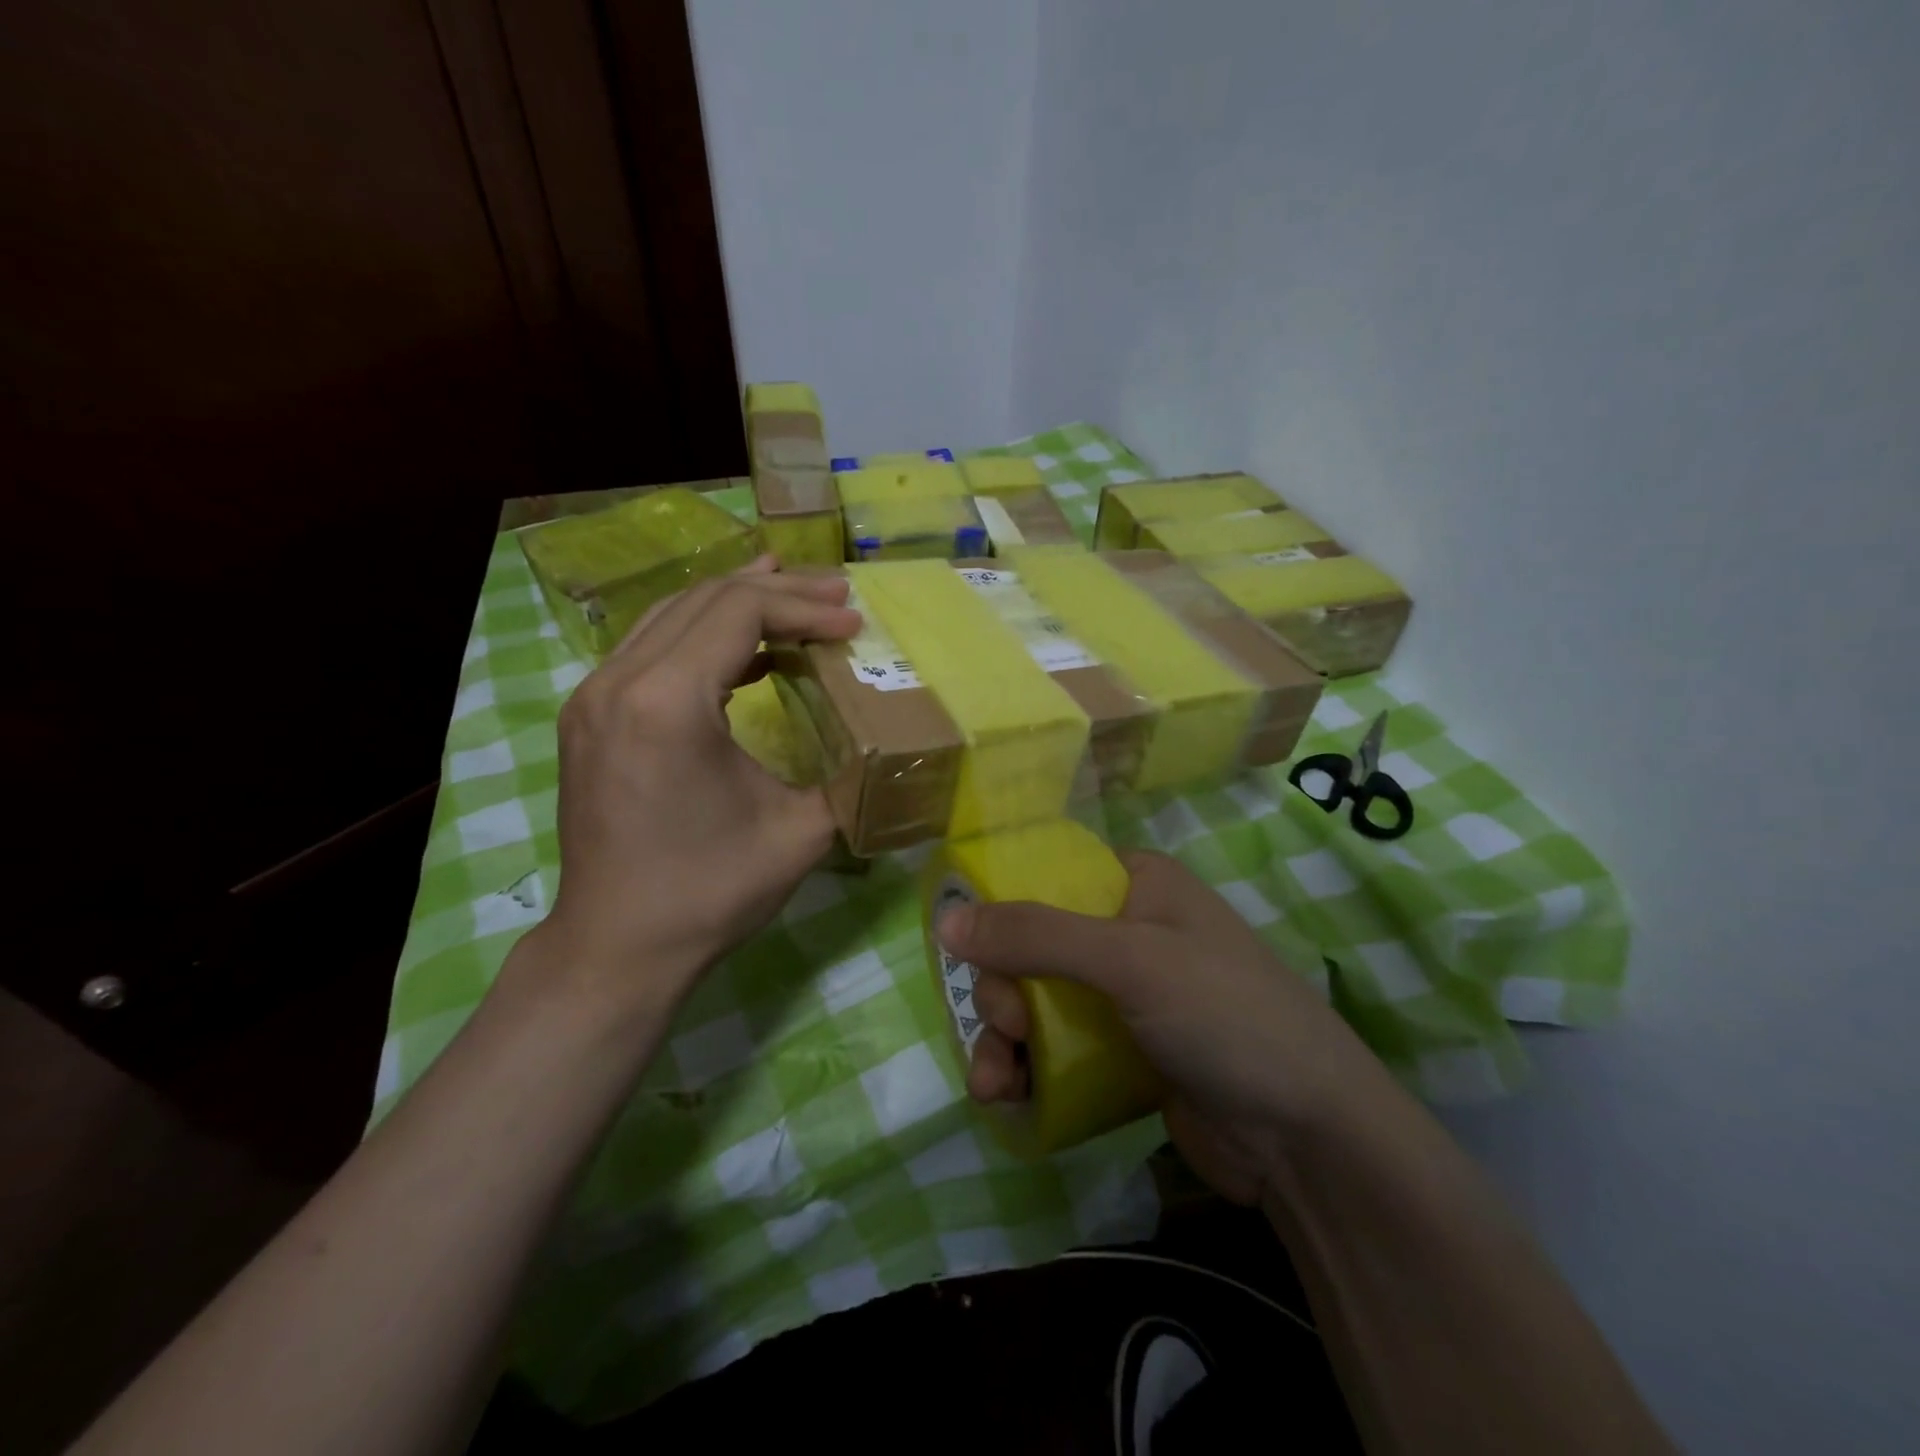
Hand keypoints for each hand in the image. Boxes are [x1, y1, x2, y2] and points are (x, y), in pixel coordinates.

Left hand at [522, 558, 859, 1014]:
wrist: (617, 948)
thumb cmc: (710, 891)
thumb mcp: (801, 832)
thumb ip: (847, 774)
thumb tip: (885, 745)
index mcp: (667, 702)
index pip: (740, 612)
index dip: (805, 609)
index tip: (854, 626)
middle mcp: (618, 682)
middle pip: (705, 598)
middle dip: (778, 591)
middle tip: (837, 595)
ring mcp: (593, 696)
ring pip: (671, 614)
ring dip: (737, 602)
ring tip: (794, 597)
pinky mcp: (590, 716)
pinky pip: (650, 647)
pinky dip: (703, 634)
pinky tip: (746, 650)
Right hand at [936, 851, 1388, 1204]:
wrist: (1308, 1138)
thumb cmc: (1224, 1015)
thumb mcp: (1129, 961)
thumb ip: (1036, 937)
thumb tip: (946, 922)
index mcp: (1136, 884)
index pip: (1048, 876)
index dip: (1002, 908)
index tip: (971, 950)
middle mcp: (1127, 931)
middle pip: (1033, 947)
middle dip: (1004, 991)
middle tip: (1010, 1027)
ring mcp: (1126, 996)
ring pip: (1038, 1003)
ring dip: (1004, 1040)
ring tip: (993, 1084)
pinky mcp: (1124, 1053)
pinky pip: (1057, 1049)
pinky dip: (1027, 1071)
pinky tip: (1006, 1099)